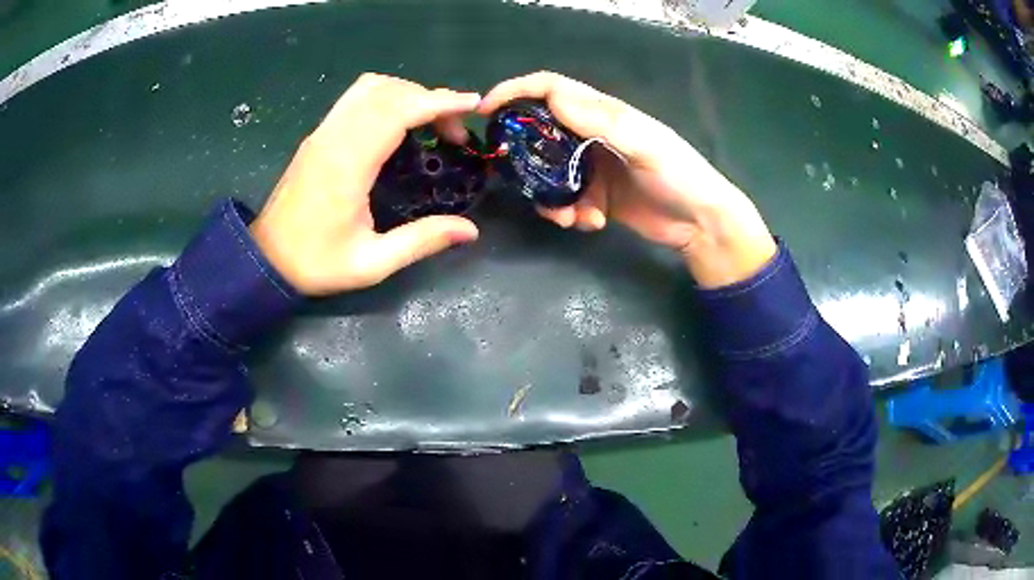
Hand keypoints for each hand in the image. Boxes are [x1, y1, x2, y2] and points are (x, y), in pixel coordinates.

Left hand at [250, 74, 480, 295]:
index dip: (439, 102)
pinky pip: (355, 97)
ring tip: (430, 121)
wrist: (265, 259)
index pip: (398, 110)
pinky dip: (386, 96)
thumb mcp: (371, 263)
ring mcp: (323, 132)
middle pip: (389, 91)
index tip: (472, 106)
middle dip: (431, 99)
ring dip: (407, 93)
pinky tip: (399, 121)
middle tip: (455, 132)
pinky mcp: (318, 135)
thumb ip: (421, 241)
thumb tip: (470, 230)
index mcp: (348, 164)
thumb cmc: (316, 263)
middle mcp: (334, 137)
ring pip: (370, 87)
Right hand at [477, 72, 775, 287]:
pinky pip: (566, 201)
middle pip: (541, 133)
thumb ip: (602, 121)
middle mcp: (592, 135)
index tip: (486, 110)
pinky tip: (591, 224)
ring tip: (567, 216)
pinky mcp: (596, 197)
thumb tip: (552, 97)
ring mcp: (593, 167)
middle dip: (526, 156)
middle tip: (515, 176)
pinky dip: (571, 214)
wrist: (701, 225)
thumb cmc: (680, 176)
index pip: (551, 89)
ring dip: (550, 196)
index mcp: (603, 113)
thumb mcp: (645, 144)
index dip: (516, 91)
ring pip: (549, 173)